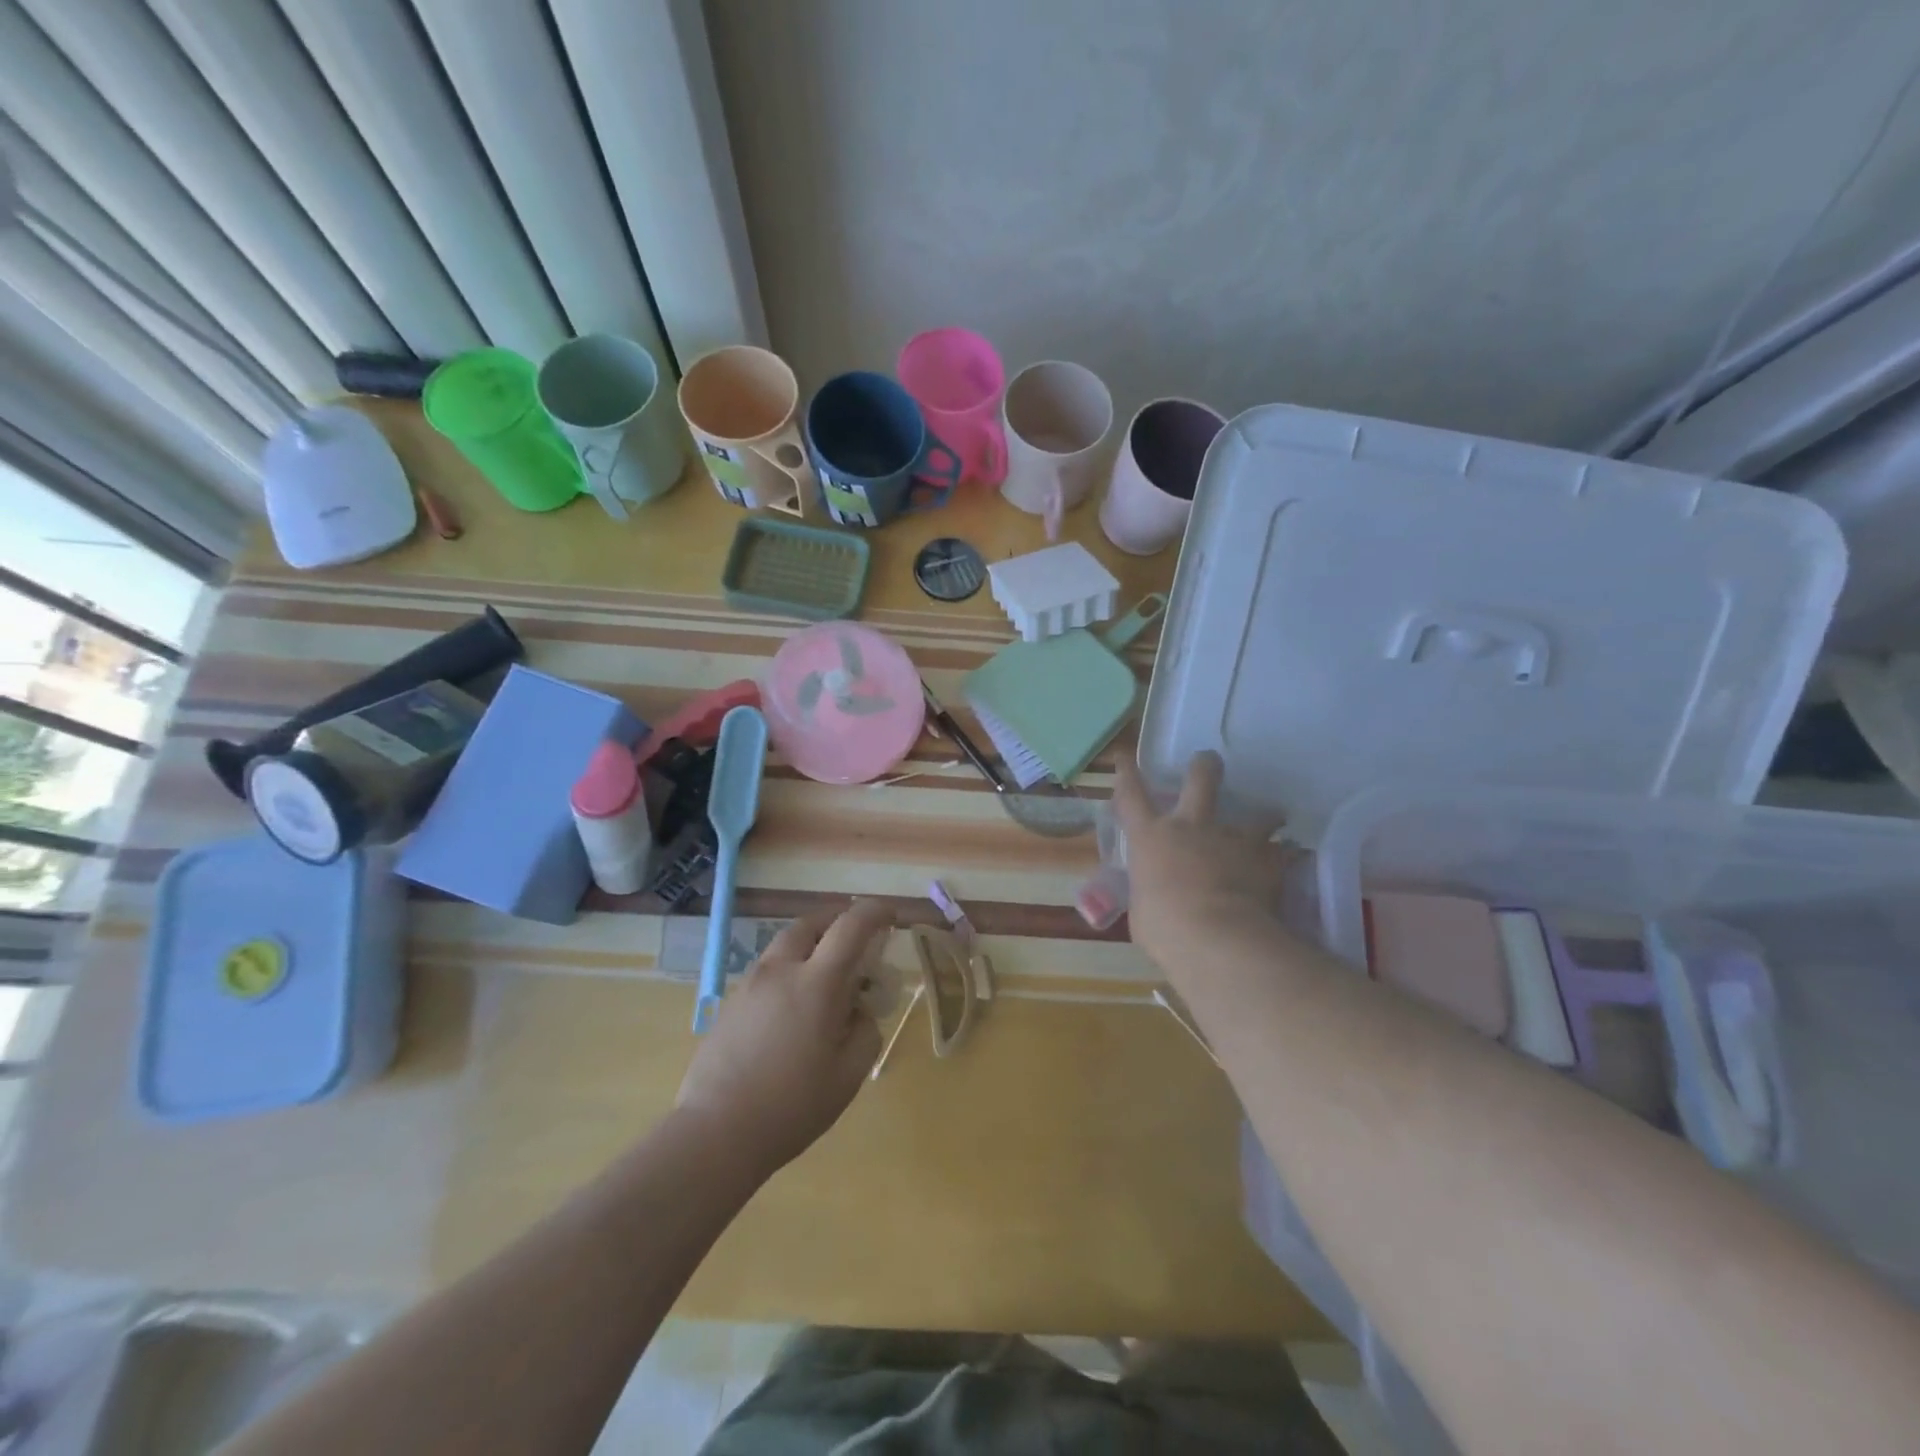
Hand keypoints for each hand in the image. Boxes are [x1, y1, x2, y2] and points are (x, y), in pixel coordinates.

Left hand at [674, 900, 888, 1178]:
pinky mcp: (730, 1003)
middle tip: (854, 942)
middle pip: (811, 923)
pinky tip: (792, 1010)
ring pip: (784, 945)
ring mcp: (750, 985)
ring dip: (810, 947)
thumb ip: (865, 1032)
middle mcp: (781, 971)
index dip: (874, 911)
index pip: (851, 926)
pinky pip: (766, 971)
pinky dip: (787, 971)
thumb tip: (860, 1012)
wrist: (716, 1133)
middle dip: (837, 922)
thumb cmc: (792, 1106)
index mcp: (816, 982)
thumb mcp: (848, 1075)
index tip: (890, 914)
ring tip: (823, 979)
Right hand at [1113, 751, 1291, 968]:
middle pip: (1199, 780)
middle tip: (1209, 760)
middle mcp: (1190, 827)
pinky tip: (1290, 862)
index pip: (1131, 795)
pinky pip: (1280, 852)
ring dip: (1264, 816)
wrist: (1216, 938)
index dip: (1127, 773)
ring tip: (1273, 819)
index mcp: (1151, 838)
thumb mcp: (1143, 910)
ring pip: (1256, 815)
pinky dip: (1282, 856)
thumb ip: (1150, 893)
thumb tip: (1156, 895)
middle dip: (1204, 766)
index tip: (1125, 757)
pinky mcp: (1265, 858)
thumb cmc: (1163, 928)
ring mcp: (1231, 839)